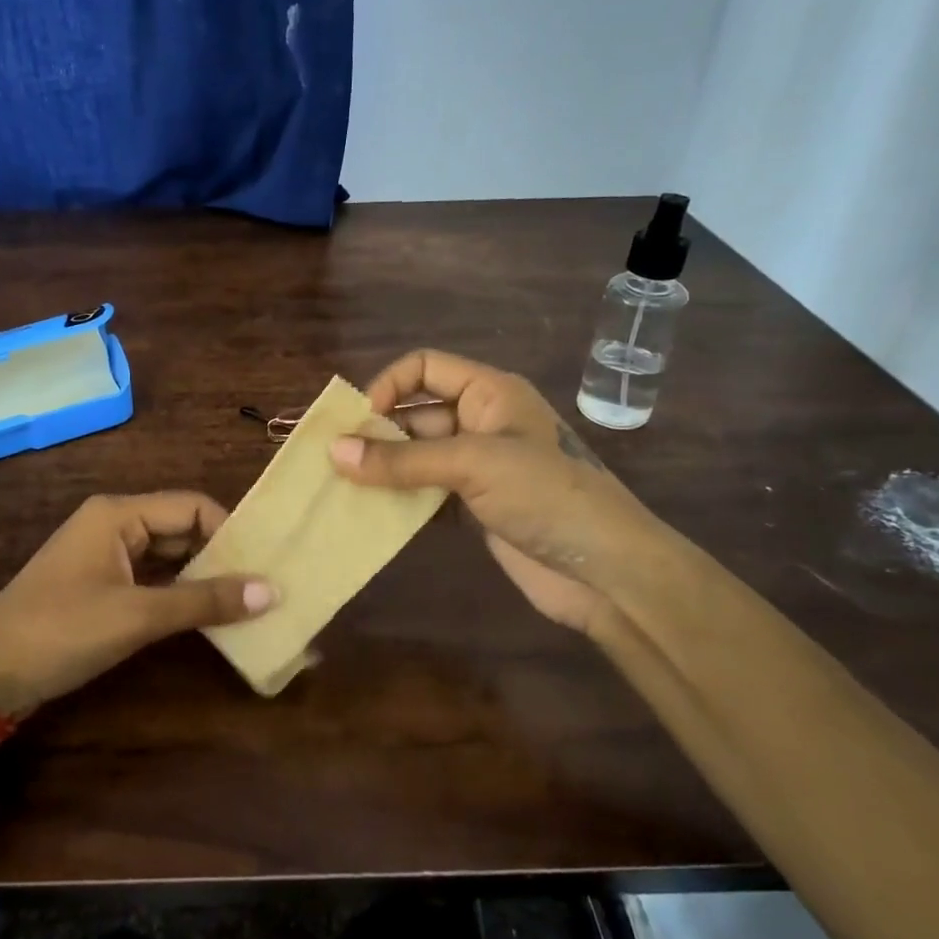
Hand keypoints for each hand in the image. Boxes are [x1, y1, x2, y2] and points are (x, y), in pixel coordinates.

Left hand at [0, 493, 275, 717]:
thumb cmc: (61, 631)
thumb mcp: (137, 616)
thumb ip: (204, 601)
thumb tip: (271, 591)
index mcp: (118, 514)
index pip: (192, 507)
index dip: (230, 532)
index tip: (264, 565)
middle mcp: (114, 524)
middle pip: (182, 528)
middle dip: (220, 556)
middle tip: (264, 586)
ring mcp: (106, 556)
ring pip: (168, 556)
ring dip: (202, 577)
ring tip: (248, 602)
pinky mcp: (101, 585)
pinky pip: (152, 579)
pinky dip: (179, 594)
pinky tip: (208, 615)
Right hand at [329, 350, 665, 640]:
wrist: (606, 571)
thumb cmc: (545, 496)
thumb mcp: (472, 465)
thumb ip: (402, 460)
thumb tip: (333, 452)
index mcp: (489, 393)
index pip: (425, 367)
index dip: (388, 385)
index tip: (357, 422)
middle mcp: (481, 422)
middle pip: (415, 414)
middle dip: (376, 434)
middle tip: (333, 462)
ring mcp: (478, 467)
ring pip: (416, 456)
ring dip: (383, 470)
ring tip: (341, 489)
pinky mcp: (475, 506)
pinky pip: (426, 493)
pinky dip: (400, 500)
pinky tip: (370, 515)